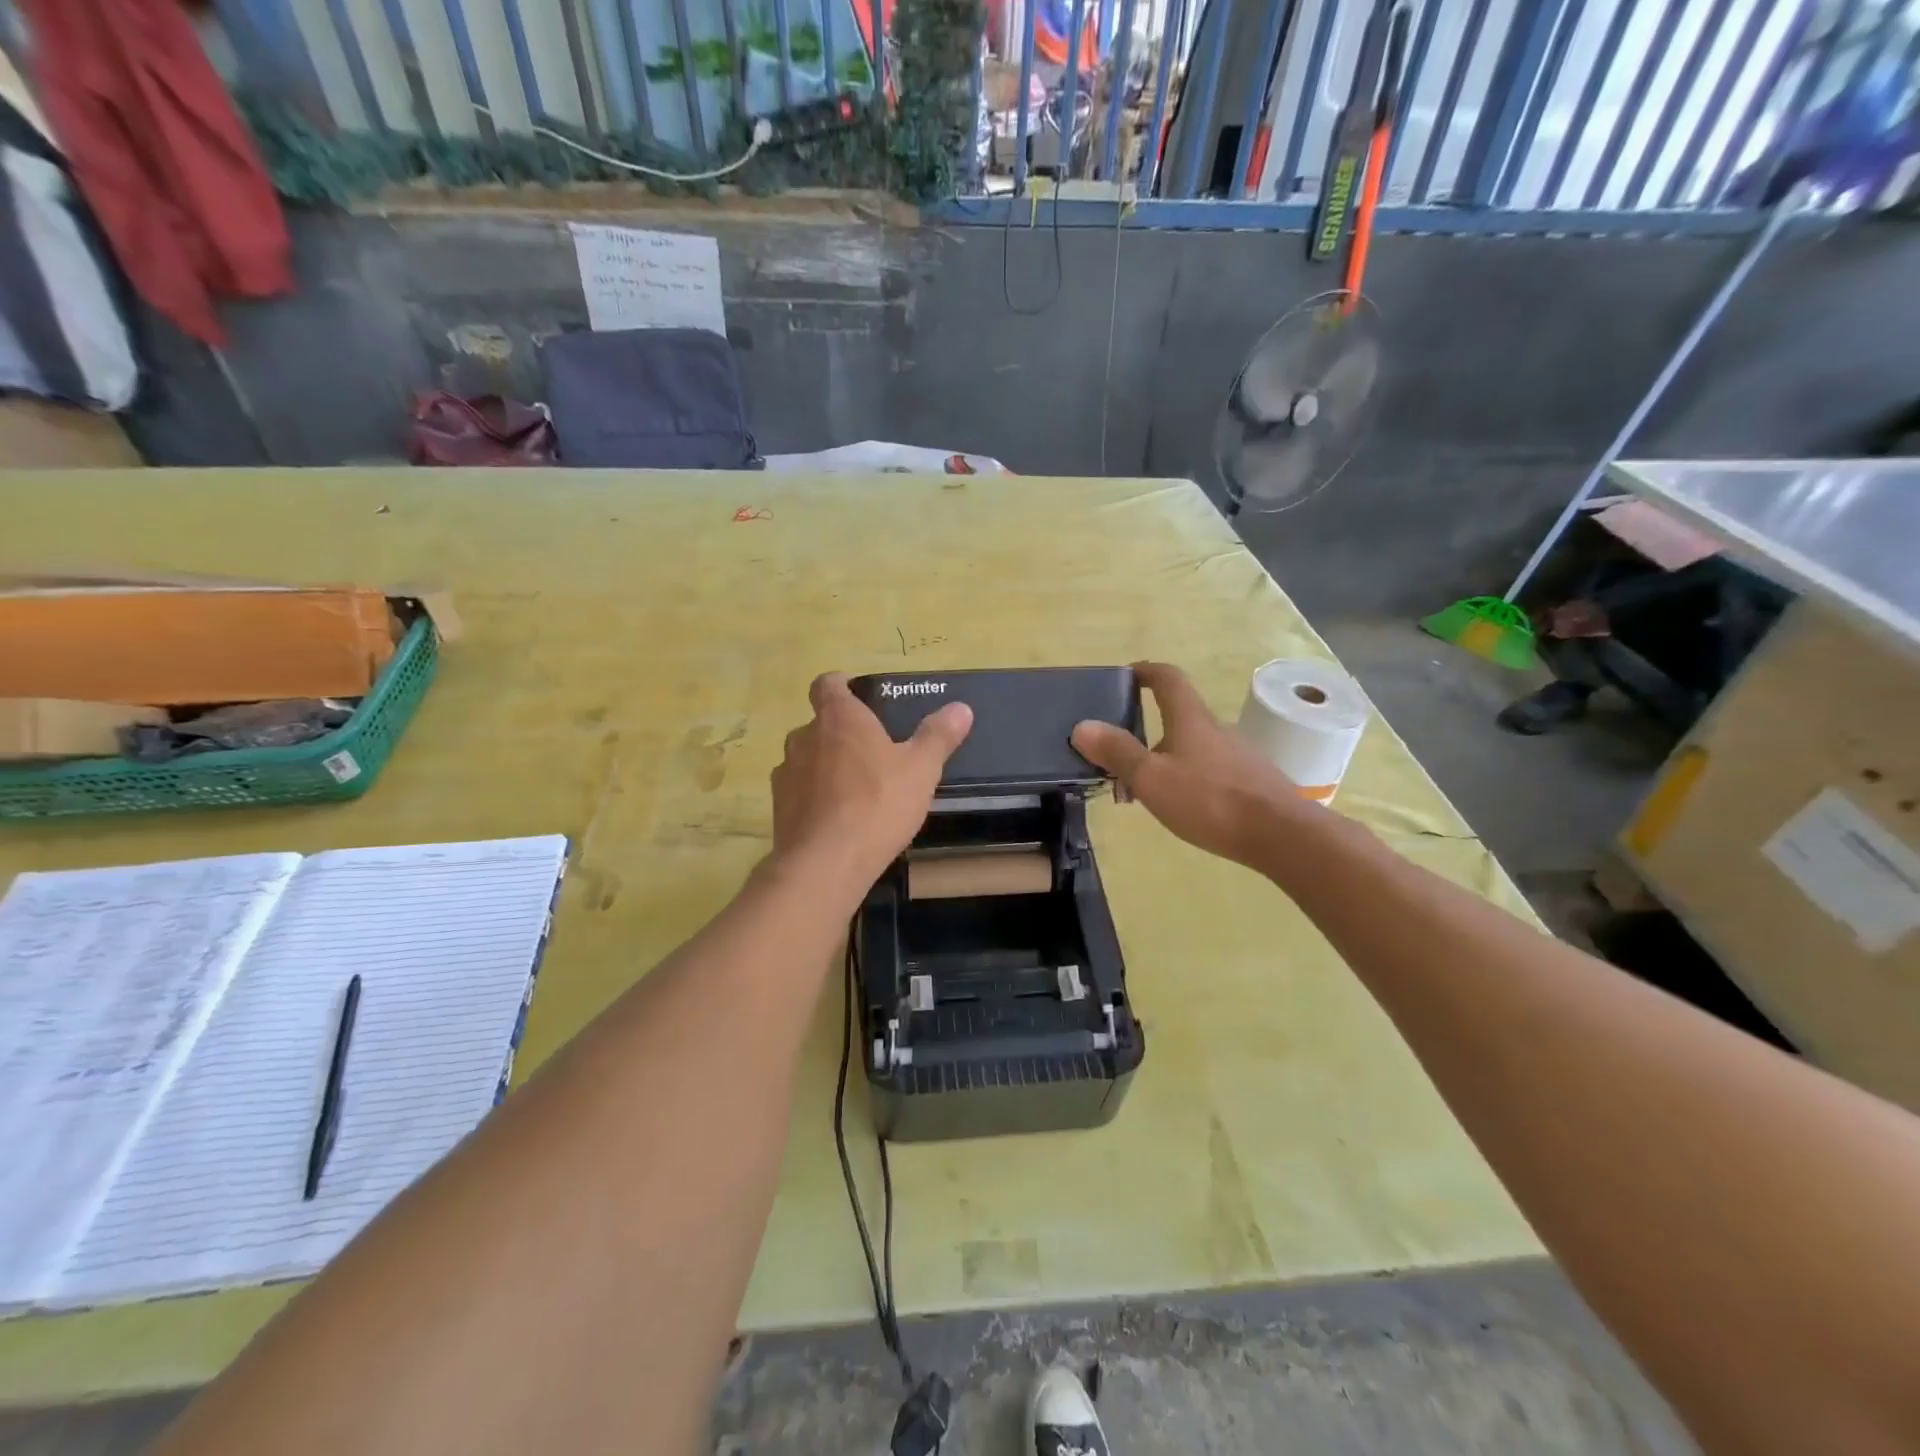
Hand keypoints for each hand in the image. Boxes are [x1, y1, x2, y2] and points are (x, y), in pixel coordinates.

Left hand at [770, 672, 973, 890]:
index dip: (840, 685)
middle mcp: (805, 737)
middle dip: (840, 733)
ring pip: (805, 758)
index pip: (827, 684)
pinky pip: (798, 791)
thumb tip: (961, 708)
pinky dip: (813, 797)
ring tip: (853, 788)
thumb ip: (938, 736)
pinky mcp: (778, 807)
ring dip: (824, 766)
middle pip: (818, 724)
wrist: (827, 862)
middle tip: (870, 752)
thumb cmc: (878, 803)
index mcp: (839, 718)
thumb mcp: (922, 769)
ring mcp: (786, 773)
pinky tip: (835, 818)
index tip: (856, 694)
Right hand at [1072, 661, 1307, 870]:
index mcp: (1191, 719)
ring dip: (1168, 758)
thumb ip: (1117, 753)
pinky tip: (1184, 807)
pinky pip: (1211, 771)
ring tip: (1147, 789)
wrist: (1280, 834)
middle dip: (1150, 729)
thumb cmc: (1209, 800)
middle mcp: (1217, 729)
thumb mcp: (1152, 778)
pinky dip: (1190, 779)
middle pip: (1180, 717)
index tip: (1127, 674)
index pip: (1169, 679)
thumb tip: (1082, 726)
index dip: (1147, 671)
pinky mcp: (1252, 781)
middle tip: (1123, 754)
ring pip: (1194, 747)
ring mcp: (1238, 755)